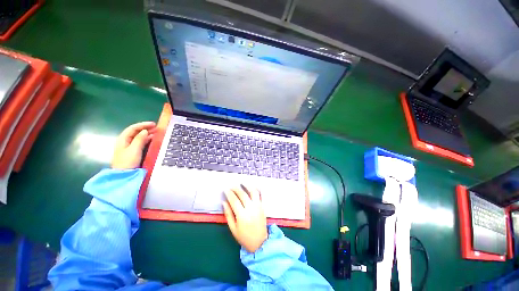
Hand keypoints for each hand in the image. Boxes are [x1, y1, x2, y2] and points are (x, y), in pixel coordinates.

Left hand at [111, 121, 156, 169]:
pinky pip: (140, 142)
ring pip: (138, 137)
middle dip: (146, 128)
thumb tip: (145, 130)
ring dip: (147, 133)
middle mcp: (125, 141)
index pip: (133, 128)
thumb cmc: (128, 161)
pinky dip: (147, 139)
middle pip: (135, 132)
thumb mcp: (134, 149)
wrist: (124, 175)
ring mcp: (129, 146)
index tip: (153, 124)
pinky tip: (153, 139)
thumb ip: (139, 139)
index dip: (143, 125)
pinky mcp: (133, 151)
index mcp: (123, 139)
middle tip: (157, 127)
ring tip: (156, 132)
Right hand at [223, 185, 267, 252]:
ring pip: (253, 192)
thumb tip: (224, 202)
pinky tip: (252, 186)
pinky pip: (260, 195)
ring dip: (248, 185)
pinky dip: (257, 189)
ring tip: (242, 182)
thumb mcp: (233, 229)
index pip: (234, 201)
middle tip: (231, 185)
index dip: (229, 194)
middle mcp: (251, 209)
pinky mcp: (262, 206)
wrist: (260, 242)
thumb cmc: (244, 237)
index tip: (225, 189)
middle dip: (236, 188)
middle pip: (243, 195)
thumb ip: (228, 214)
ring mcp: (258, 206)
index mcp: (242, 216)